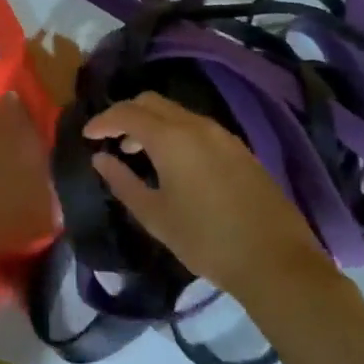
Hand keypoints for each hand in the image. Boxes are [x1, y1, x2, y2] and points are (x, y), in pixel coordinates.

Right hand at [85, 92, 341, 325]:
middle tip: (112, 139)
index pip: (126, 112)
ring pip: (176, 112)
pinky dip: (175, 133)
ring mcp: (222, 135)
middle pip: (151, 102)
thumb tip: (101, 158)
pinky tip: (175, 164)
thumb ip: (123, 182)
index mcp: (170, 137)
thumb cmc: (207, 240)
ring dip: (152, 123)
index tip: (87, 135)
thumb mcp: (155, 216)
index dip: (102, 120)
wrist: (277, 261)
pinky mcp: (240, 149)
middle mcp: (196, 125)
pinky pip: (197, 127)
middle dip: (126, 114)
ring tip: (139, 153)